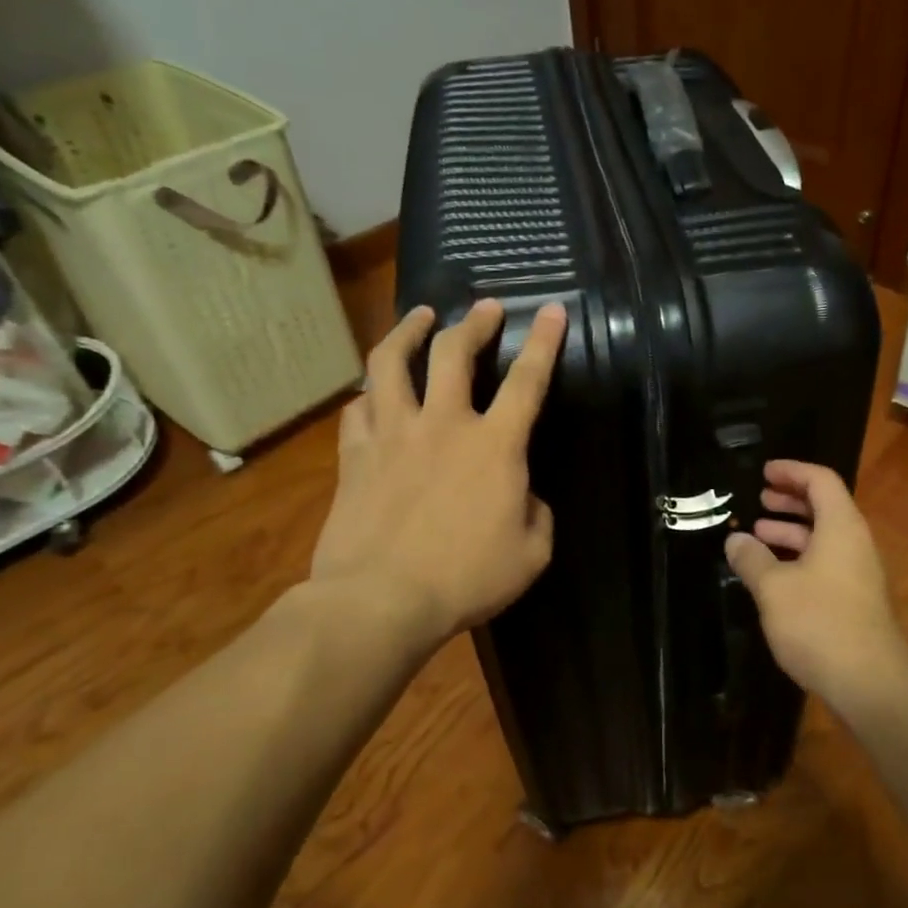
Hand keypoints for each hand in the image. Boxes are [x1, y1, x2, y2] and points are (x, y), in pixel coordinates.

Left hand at [305, 298, 566, 662]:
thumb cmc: (466, 578)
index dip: (545, 341)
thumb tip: (524, 496)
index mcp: (495, 445)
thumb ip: (537, 514)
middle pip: (454, 352)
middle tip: (485, 307)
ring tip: (419, 317)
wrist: (380, 600)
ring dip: (407, 331)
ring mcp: (392, 435)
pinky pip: (357, 410)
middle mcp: (443, 424)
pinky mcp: (354, 456)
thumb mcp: (531, 553)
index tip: (553, 309)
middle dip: (474, 321)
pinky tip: (372, 393)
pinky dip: (368, 395)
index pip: (527, 380)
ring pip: (390, 363)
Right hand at [724, 460, 907, 710]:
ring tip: (758, 534)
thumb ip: (752, 559)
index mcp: (841, 526)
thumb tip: (735, 540)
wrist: (869, 681)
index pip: (821, 480)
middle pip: (825, 507)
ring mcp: (858, 573)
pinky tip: (773, 575)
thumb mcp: (774, 587)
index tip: (764, 472)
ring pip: (824, 538)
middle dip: (791, 500)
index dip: (792, 471)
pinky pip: (825, 563)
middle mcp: (854, 543)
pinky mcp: (854, 600)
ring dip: (792, 531)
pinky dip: (799, 558)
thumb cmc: (819, 622)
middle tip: (760, 499)